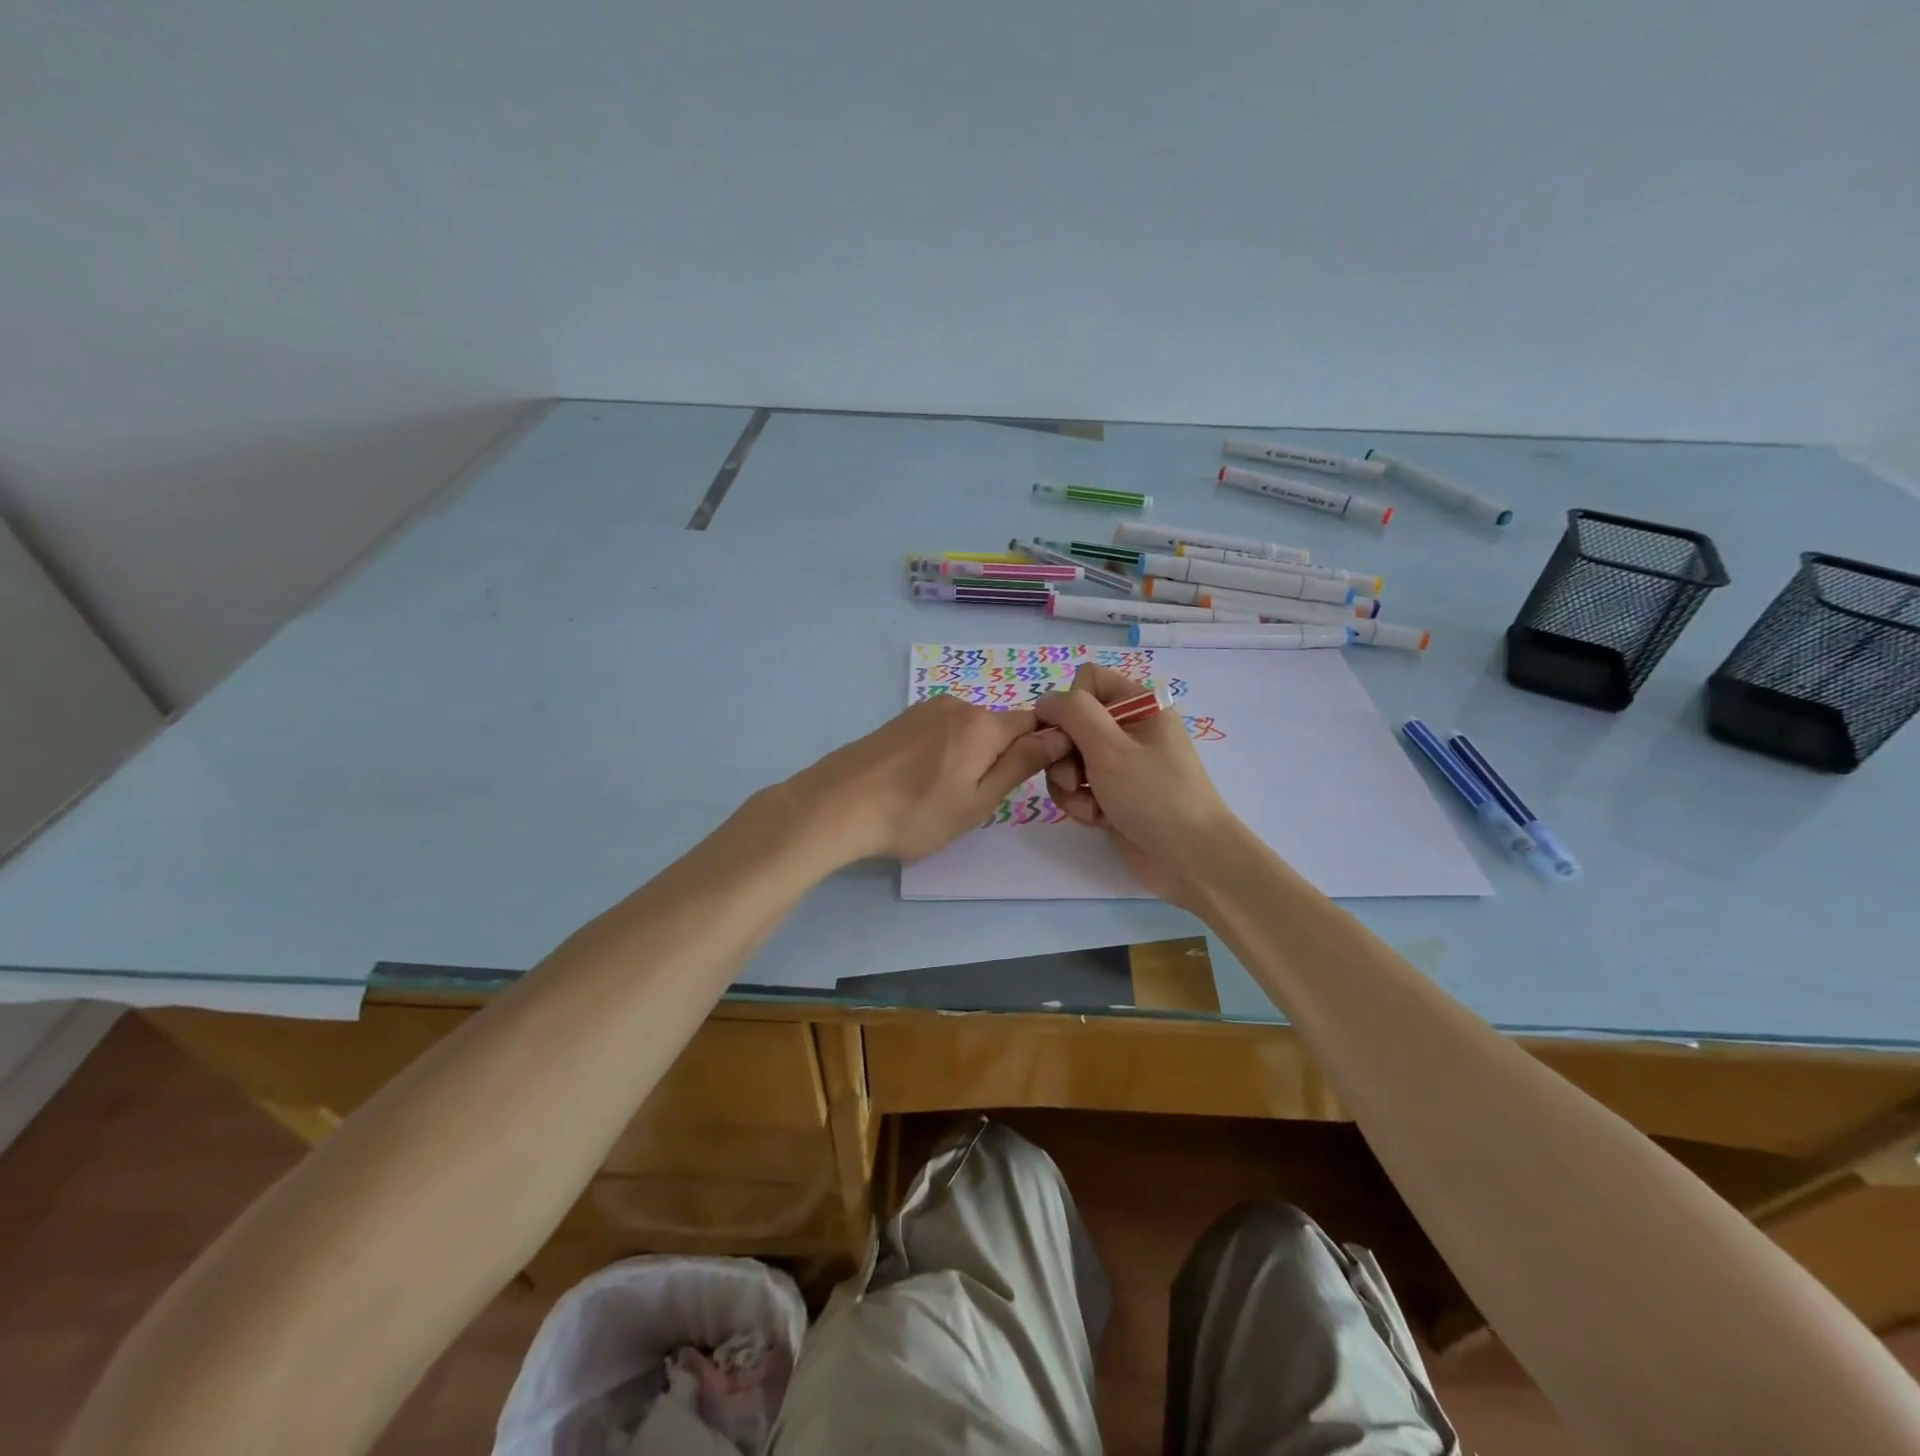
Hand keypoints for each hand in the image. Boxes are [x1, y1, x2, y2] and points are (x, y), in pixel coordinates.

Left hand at [787, 696, 1072, 864]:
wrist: (837, 805)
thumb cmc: (916, 813)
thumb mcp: (978, 801)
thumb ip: (1021, 764)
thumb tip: (1059, 735)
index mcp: (983, 724)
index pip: (1034, 723)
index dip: (1041, 749)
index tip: (1028, 782)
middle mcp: (958, 705)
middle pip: (1000, 727)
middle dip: (1001, 757)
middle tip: (976, 800)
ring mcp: (926, 709)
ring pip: (969, 730)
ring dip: (970, 756)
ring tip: (943, 794)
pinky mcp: (902, 719)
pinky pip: (942, 731)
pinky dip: (943, 753)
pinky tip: (920, 780)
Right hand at [1034, 664, 1238, 906]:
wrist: (1192, 860)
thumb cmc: (1154, 796)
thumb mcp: (1109, 748)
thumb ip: (1073, 714)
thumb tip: (1046, 700)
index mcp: (1139, 704)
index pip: (1087, 681)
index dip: (1069, 706)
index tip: (1065, 736)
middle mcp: (1130, 728)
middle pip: (1072, 724)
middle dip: (1065, 754)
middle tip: (1075, 779)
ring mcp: (1122, 763)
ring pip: (1070, 759)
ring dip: (1070, 785)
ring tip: (1090, 806)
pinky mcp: (1114, 794)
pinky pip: (1081, 788)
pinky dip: (1082, 803)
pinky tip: (1098, 819)